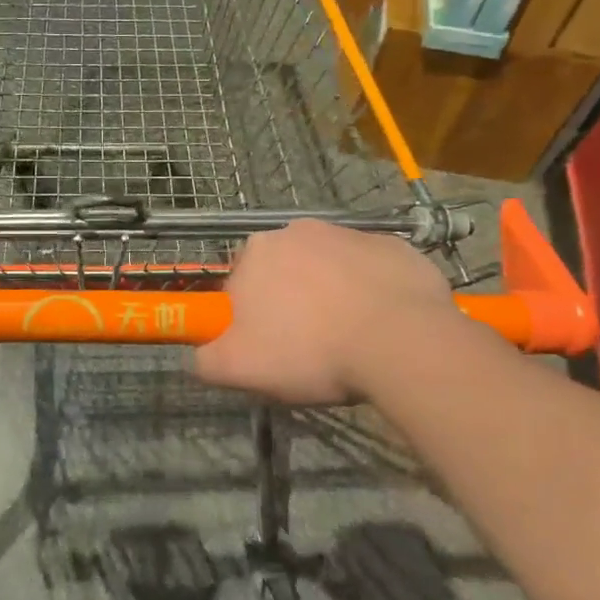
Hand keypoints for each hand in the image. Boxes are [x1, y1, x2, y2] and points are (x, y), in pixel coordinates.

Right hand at [194, 219, 480, 404]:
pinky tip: (383, 325)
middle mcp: (299, 230)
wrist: (401, 342)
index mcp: (258, 251)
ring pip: (330, 270)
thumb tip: (198, 356)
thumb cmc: (311, 350)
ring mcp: (352, 234)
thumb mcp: (240, 369)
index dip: (251, 321)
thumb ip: (206, 360)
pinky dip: (373, 293)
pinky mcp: (396, 247)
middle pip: (285, 273)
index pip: (241, 287)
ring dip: (332, 296)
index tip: (270, 349)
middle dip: (292, 303)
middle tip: (309, 347)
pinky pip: (373, 272)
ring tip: (350, 340)